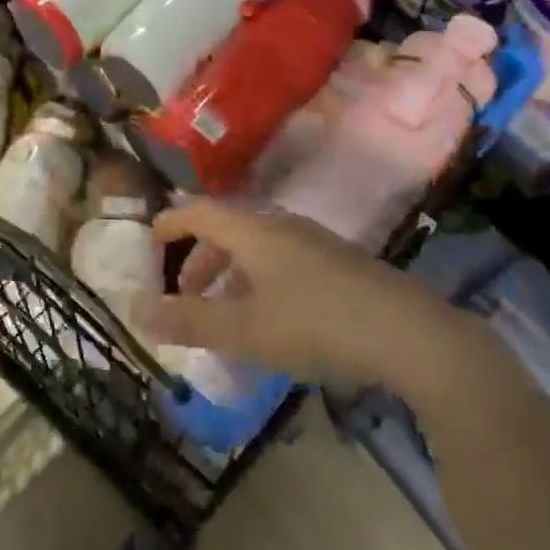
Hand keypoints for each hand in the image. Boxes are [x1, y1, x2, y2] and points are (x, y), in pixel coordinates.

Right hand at [131, 201, 502, 405]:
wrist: (414, 337)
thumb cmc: (317, 325)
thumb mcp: (245, 331)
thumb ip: (188, 321)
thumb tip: (135, 309)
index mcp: (253, 231)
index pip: (198, 212)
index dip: (170, 225)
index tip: (149, 243)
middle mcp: (282, 226)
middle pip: (227, 229)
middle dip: (199, 259)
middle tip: (184, 294)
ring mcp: (316, 243)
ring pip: (257, 247)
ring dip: (230, 274)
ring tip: (225, 313)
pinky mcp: (341, 265)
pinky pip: (283, 261)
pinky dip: (259, 281)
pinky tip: (273, 320)